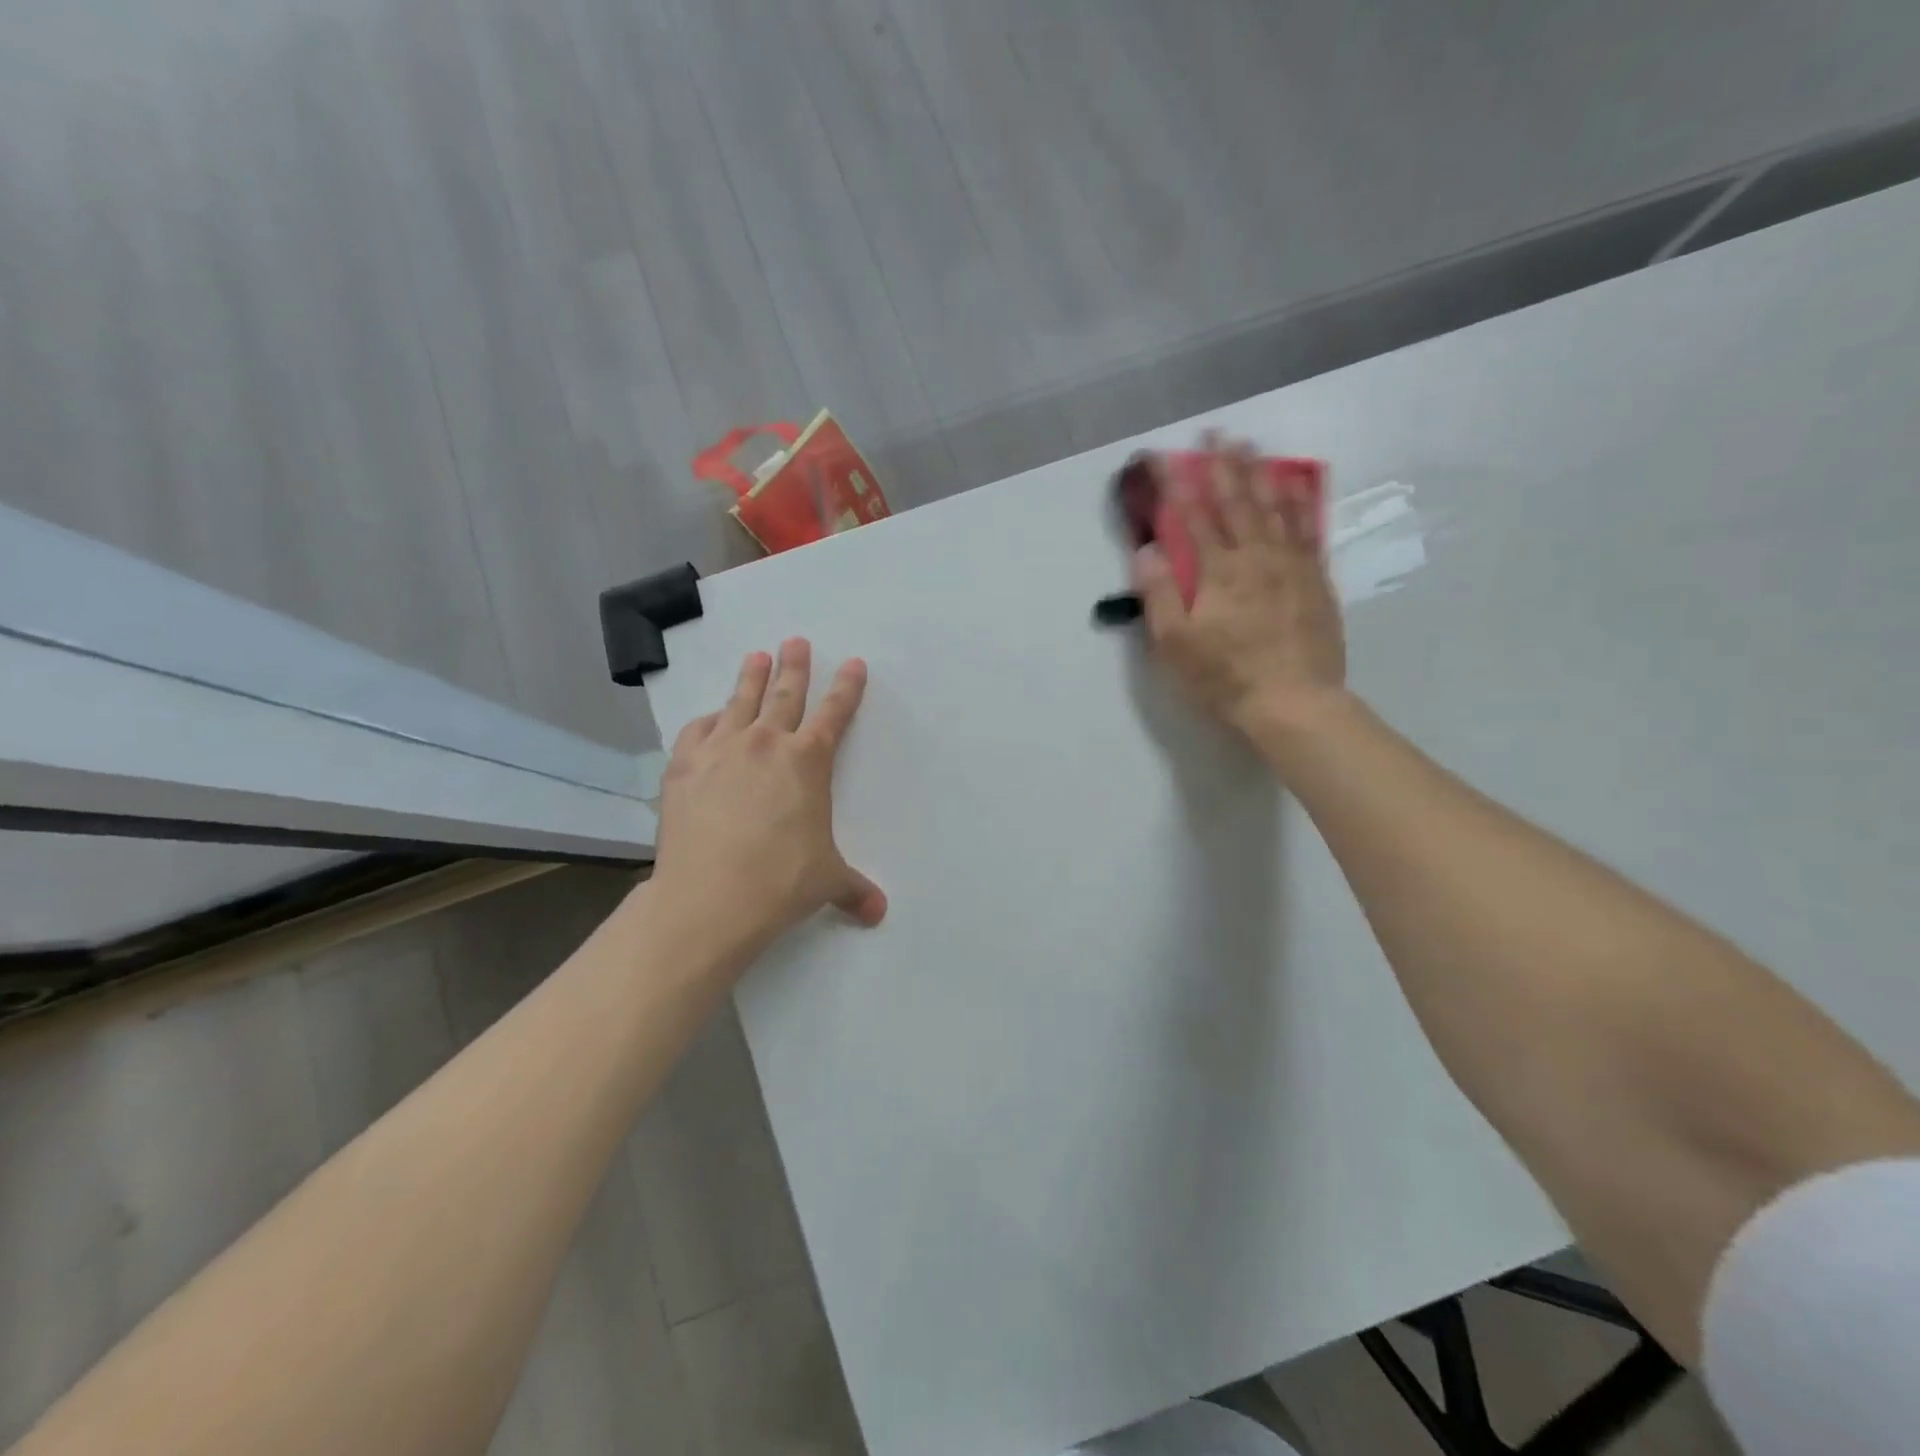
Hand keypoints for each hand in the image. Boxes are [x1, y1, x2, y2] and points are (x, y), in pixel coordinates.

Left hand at [650, 639, 885, 965]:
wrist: (710, 898)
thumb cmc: (781, 882)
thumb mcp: (828, 881)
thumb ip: (854, 889)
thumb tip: (879, 913)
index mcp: (808, 761)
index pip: (834, 713)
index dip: (847, 687)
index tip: (854, 663)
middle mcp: (766, 743)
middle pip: (784, 693)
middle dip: (795, 665)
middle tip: (795, 641)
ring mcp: (721, 750)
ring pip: (740, 701)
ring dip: (751, 677)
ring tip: (756, 656)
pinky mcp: (684, 767)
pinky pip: (698, 730)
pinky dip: (708, 720)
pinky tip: (711, 718)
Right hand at [1134, 438, 1347, 735]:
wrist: (1293, 702)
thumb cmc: (1225, 677)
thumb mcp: (1175, 644)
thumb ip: (1159, 594)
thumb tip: (1146, 550)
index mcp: (1218, 571)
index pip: (1190, 516)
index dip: (1172, 484)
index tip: (1158, 458)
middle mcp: (1256, 556)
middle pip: (1237, 501)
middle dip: (1222, 465)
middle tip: (1215, 433)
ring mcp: (1291, 565)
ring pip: (1275, 507)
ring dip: (1260, 473)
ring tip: (1252, 447)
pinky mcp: (1315, 580)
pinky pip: (1307, 529)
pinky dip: (1299, 502)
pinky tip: (1295, 487)